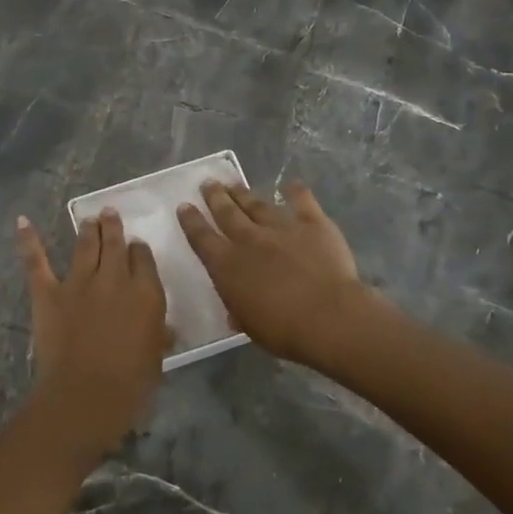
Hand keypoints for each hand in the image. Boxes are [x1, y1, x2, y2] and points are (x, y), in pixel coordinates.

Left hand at [15, 207, 169, 461]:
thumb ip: (158, 336)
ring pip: (85, 246)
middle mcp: (114, 279)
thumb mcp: (155, 358)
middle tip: (110, 213)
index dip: (139, 250)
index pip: (144, 259)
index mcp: (146, 293)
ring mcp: (79, 282)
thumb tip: (164, 329)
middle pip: (115, 244)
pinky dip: (28, 240)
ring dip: (88, 229)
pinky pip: (36, 261)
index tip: (136, 246)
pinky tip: (22, 221)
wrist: (85, 395)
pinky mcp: (48, 292)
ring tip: (90, 219)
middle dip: (113, 227)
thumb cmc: (130, 384)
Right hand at [177, 181, 377, 371]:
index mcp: (227, 265)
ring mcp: (281, 228)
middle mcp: (249, 240)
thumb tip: (235, 310)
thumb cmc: (283, 330)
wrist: (328, 317)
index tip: (184, 206)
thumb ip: (239, 310)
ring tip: (233, 183)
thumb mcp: (249, 325)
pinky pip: (302, 202)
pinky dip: (296, 192)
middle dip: (215, 197)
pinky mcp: (313, 224)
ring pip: (257, 205)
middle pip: (227, 213)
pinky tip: (291, 185)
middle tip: (208, 183)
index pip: (201, 238)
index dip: (191, 221)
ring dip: (243, 193)